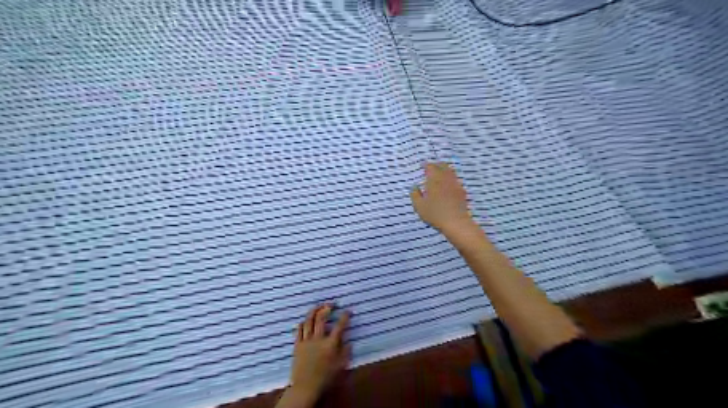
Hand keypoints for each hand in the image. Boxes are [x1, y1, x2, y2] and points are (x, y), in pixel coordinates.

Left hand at [276, 304, 349, 405]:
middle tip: (332, 304)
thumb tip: (349, 341)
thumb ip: (346, 352)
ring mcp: (306, 341)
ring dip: (314, 311)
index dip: (345, 316)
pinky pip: (299, 330)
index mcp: (330, 344)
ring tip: (319, 306)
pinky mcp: (297, 344)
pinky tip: (305, 320)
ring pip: (308, 321)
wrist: (305, 387)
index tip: (348, 311)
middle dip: (327, 308)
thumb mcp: (341, 366)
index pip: (339, 326)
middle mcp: (318, 339)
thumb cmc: (325, 378)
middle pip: (321, 318)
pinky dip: (303, 322)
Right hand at [412, 160, 475, 233]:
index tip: (423, 165)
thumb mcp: (419, 206)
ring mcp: (455, 184)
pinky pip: (455, 180)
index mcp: (434, 180)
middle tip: (431, 167)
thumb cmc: (435, 213)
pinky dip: (450, 178)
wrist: (456, 222)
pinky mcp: (461, 191)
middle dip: (436, 165)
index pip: (431, 167)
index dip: (426, 165)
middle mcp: (446, 179)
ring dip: (444, 170)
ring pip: (450, 172)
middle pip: (443, 166)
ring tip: (440, 173)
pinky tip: (448, 184)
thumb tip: (414, 187)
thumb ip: (415, 194)